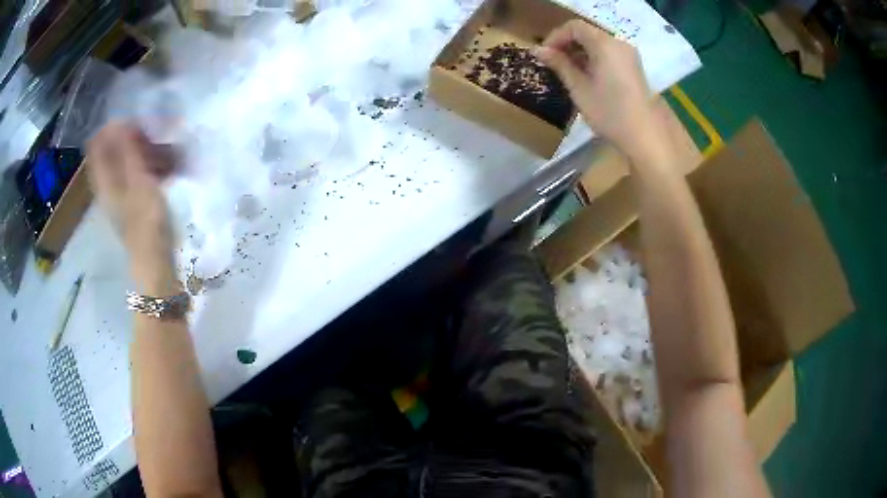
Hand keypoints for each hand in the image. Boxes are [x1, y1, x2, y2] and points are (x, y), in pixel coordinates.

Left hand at [87, 123, 176, 290]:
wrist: (155, 262)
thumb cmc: (146, 222)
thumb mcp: (138, 181)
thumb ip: (128, 152)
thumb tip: (119, 122)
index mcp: (104, 179)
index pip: (98, 144)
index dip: (113, 128)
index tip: (135, 122)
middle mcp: (108, 184)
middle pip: (113, 151)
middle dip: (133, 137)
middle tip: (154, 133)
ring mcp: (121, 194)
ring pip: (127, 162)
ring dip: (145, 151)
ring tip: (167, 149)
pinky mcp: (134, 202)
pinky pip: (138, 174)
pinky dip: (150, 165)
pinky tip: (168, 166)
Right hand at [536, 20, 656, 151]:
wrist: (644, 135)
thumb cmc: (609, 112)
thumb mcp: (579, 88)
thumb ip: (559, 64)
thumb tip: (538, 50)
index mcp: (605, 44)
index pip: (575, 27)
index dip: (556, 36)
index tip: (544, 54)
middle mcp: (619, 44)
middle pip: (587, 33)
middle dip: (567, 44)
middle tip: (553, 63)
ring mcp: (629, 55)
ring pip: (598, 43)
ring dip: (580, 52)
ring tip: (567, 71)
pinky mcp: (633, 67)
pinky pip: (609, 53)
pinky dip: (594, 58)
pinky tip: (586, 76)